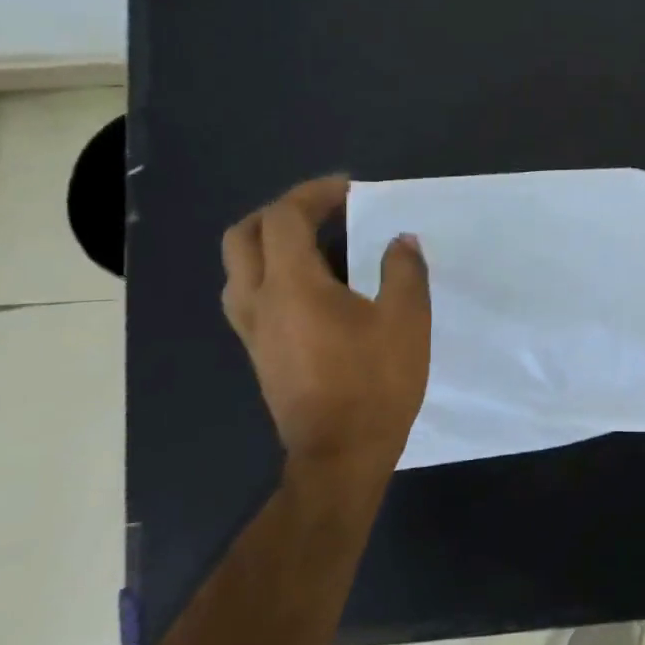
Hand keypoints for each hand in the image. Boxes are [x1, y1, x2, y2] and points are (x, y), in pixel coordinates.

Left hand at [221, 177, 430, 501]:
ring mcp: (252, 330)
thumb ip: (403, 271)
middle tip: (322, 211)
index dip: (314, 194)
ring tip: (314, 244)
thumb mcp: (406, 321)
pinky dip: (271, 273)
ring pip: (239, 267)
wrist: (340, 454)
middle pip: (244, 236)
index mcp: (292, 285)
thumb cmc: (375, 383)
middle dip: (280, 212)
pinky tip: (311, 288)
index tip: (349, 190)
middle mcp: (259, 301)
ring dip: (268, 242)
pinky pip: (249, 295)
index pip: (285, 218)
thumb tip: (400, 241)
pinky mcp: (259, 353)